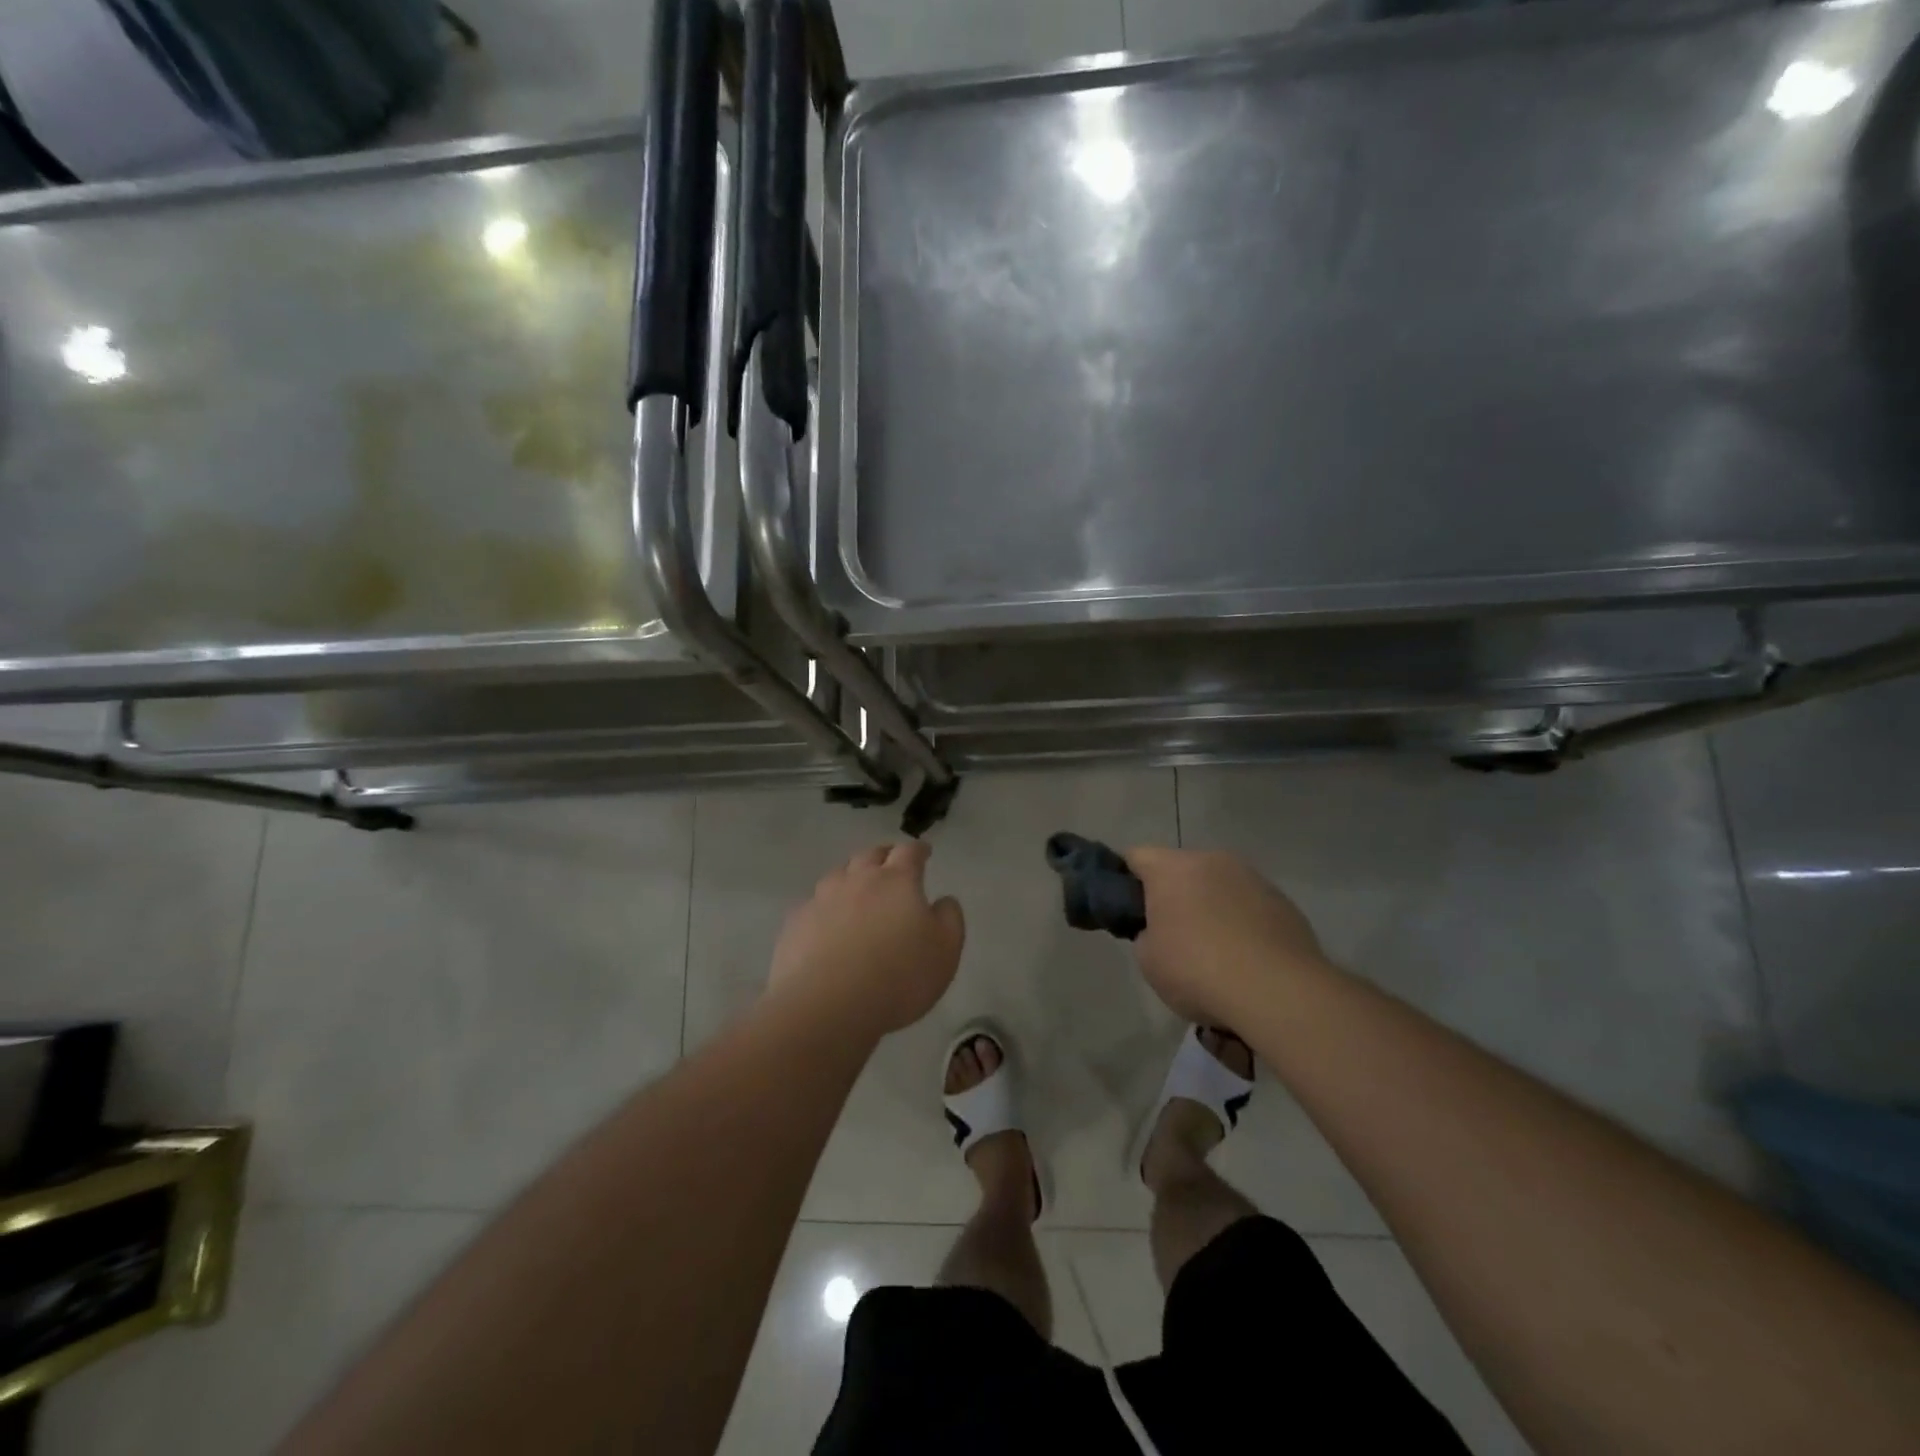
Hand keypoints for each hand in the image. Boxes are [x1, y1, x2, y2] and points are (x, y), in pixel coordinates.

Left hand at [769, 841, 964, 1037]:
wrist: (827, 1005)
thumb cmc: (898, 977)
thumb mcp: (945, 951)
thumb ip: (949, 919)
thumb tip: (944, 900)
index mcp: (897, 881)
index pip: (909, 852)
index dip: (918, 850)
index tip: (924, 852)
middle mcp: (858, 880)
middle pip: (870, 855)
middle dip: (883, 855)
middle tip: (891, 862)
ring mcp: (822, 899)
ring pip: (838, 875)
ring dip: (851, 876)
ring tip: (857, 888)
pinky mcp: (796, 923)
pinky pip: (813, 905)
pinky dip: (824, 907)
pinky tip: (826, 923)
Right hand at [1126, 846, 1329, 1023]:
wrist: (1279, 993)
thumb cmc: (1198, 970)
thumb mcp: (1149, 959)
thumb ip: (1146, 934)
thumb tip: (1159, 931)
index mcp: (1172, 868)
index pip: (1135, 857)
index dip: (1123, 880)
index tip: (1124, 909)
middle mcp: (1212, 860)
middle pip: (1180, 869)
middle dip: (1171, 894)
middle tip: (1167, 934)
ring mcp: (1253, 878)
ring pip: (1218, 885)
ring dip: (1209, 906)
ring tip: (1212, 950)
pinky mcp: (1283, 902)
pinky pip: (1249, 905)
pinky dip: (1240, 922)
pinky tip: (1244, 958)